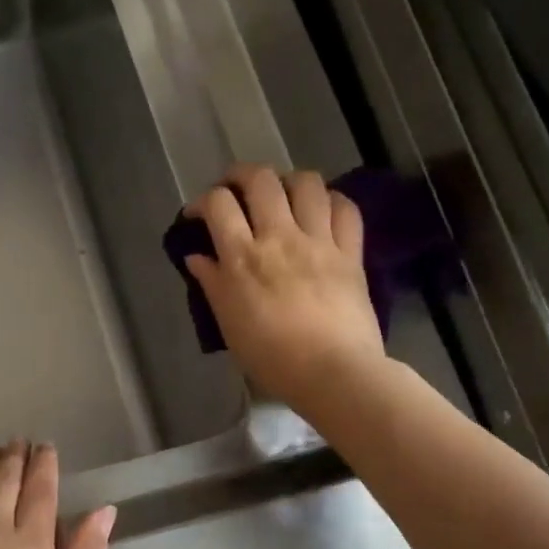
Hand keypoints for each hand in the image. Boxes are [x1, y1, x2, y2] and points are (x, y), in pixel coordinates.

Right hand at [184, 164, 383, 409]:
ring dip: (288, 181)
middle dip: (241, 175)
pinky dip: (331, 201)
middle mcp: (280, 237)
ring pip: (306, 183)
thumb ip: (212, 284)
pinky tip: (322, 211)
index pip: (218, 204)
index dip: (203, 201)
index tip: (198, 215)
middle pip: (260, 180)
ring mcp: (320, 241)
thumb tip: (196, 257)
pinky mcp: (351, 253)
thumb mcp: (229, 323)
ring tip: (282, 196)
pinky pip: (345, 209)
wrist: (334, 373)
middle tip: (235, 190)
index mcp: (243, 257)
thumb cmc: (272, 357)